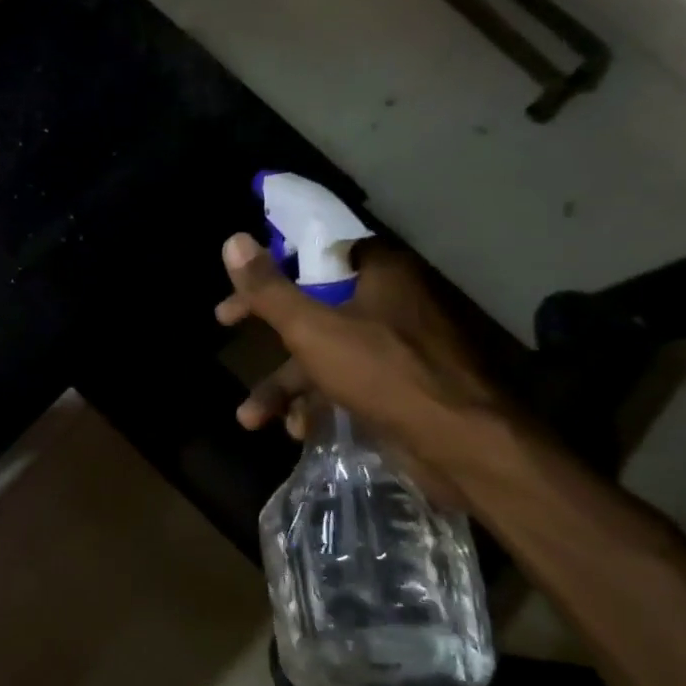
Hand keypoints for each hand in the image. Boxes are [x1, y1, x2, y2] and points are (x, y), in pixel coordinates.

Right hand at [216, 234, 506, 478]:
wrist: (460, 445)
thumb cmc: (383, 373)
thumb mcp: (312, 329)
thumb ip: (270, 290)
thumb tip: (232, 240)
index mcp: (377, 274)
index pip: (314, 255)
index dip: (271, 269)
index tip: (240, 283)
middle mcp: (388, 303)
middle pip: (313, 306)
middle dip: (268, 335)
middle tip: (225, 326)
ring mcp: (395, 348)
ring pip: (324, 354)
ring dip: (285, 386)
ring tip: (250, 418)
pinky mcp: (398, 387)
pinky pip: (345, 384)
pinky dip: (318, 404)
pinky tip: (298, 431)